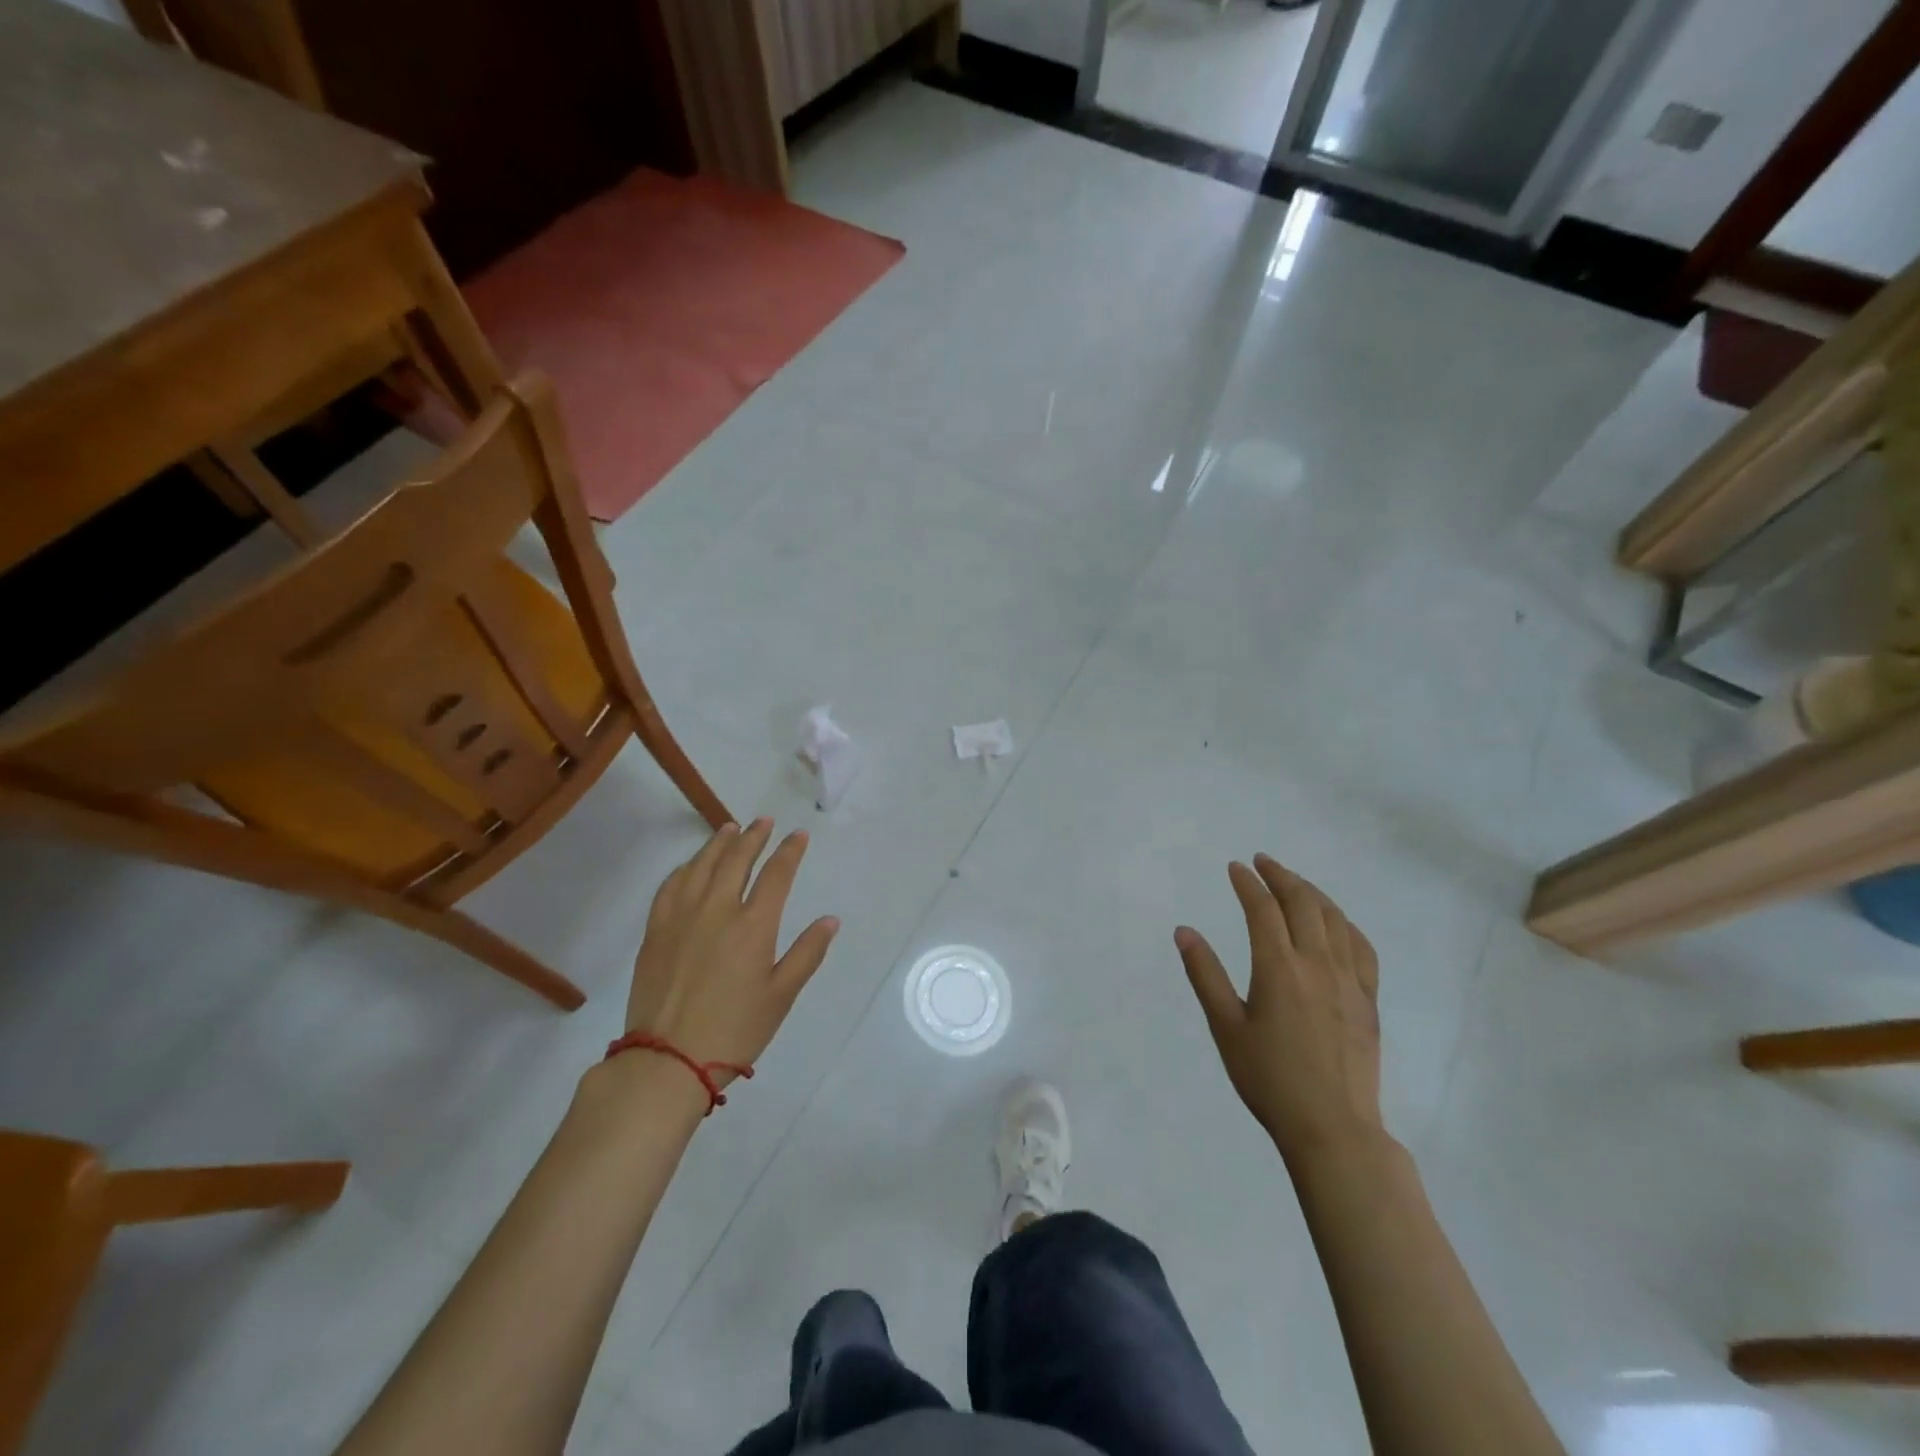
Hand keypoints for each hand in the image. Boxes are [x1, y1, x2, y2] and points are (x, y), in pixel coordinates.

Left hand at [624, 819, 839, 1082]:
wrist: (667, 1060)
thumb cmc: (734, 1030)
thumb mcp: (781, 996)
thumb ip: (807, 953)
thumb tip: (830, 919)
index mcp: (753, 925)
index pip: (776, 874)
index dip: (790, 851)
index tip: (798, 835)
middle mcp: (717, 910)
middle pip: (737, 860)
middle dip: (754, 836)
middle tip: (764, 821)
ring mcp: (681, 917)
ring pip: (701, 866)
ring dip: (718, 843)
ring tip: (729, 828)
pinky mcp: (655, 930)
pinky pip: (670, 886)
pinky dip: (685, 868)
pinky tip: (691, 865)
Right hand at [1175, 855, 1383, 1165]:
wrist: (1332, 1128)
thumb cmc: (1269, 1079)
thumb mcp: (1226, 1027)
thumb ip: (1205, 975)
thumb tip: (1184, 931)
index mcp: (1279, 968)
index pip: (1263, 909)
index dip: (1248, 883)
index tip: (1235, 868)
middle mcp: (1317, 964)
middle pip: (1303, 903)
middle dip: (1281, 876)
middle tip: (1263, 862)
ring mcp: (1349, 981)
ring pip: (1335, 919)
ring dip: (1312, 893)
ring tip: (1294, 882)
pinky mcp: (1369, 1000)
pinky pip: (1362, 948)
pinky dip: (1345, 924)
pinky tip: (1336, 922)